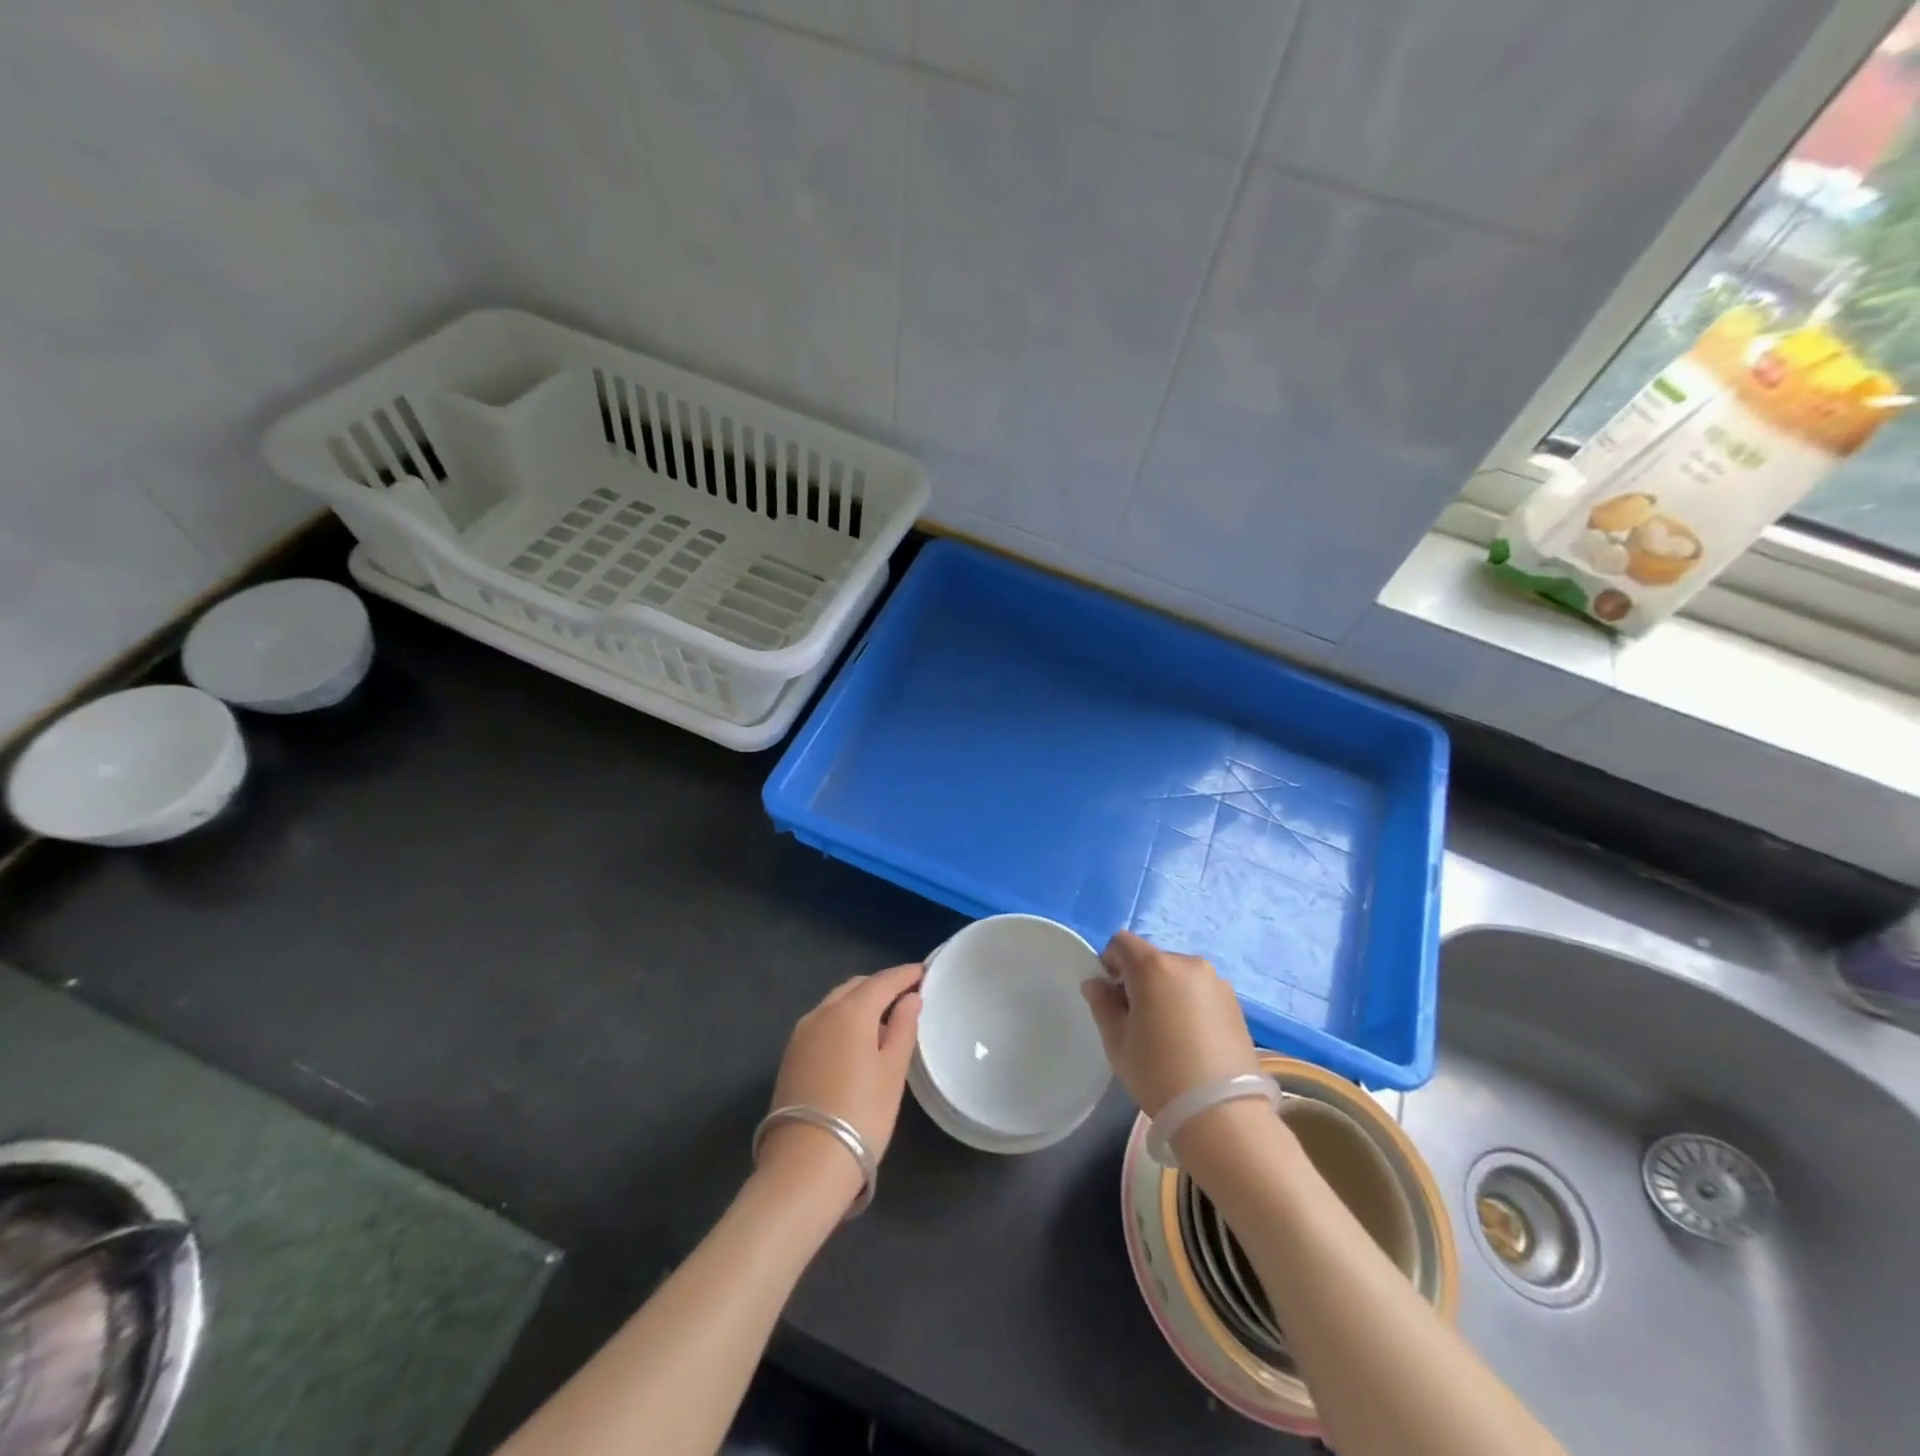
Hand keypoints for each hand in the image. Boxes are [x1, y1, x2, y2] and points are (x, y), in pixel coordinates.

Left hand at [759, 964, 922, 1203]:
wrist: (805, 1165)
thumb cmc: (861, 1114)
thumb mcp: (893, 1072)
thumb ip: (904, 1028)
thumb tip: (911, 998)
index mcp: (850, 1011)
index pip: (882, 980)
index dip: (905, 975)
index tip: (924, 972)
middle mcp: (821, 1012)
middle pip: (856, 986)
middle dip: (881, 986)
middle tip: (906, 995)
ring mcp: (801, 1034)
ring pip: (836, 1003)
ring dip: (860, 1002)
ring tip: (884, 1019)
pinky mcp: (790, 1055)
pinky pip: (823, 1022)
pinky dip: (842, 1020)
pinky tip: (856, 1040)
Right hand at [1080, 930, 1261, 1116]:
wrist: (1222, 1114)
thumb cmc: (1158, 1073)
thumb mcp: (1117, 1041)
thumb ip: (1102, 1004)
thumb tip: (1096, 984)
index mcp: (1153, 966)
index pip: (1122, 942)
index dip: (1109, 961)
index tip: (1109, 992)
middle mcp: (1187, 963)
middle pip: (1152, 959)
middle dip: (1138, 979)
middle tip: (1135, 1017)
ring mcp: (1216, 982)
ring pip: (1178, 975)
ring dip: (1165, 991)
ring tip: (1166, 1032)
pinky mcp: (1235, 1003)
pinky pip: (1200, 991)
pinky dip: (1189, 1003)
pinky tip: (1190, 1039)